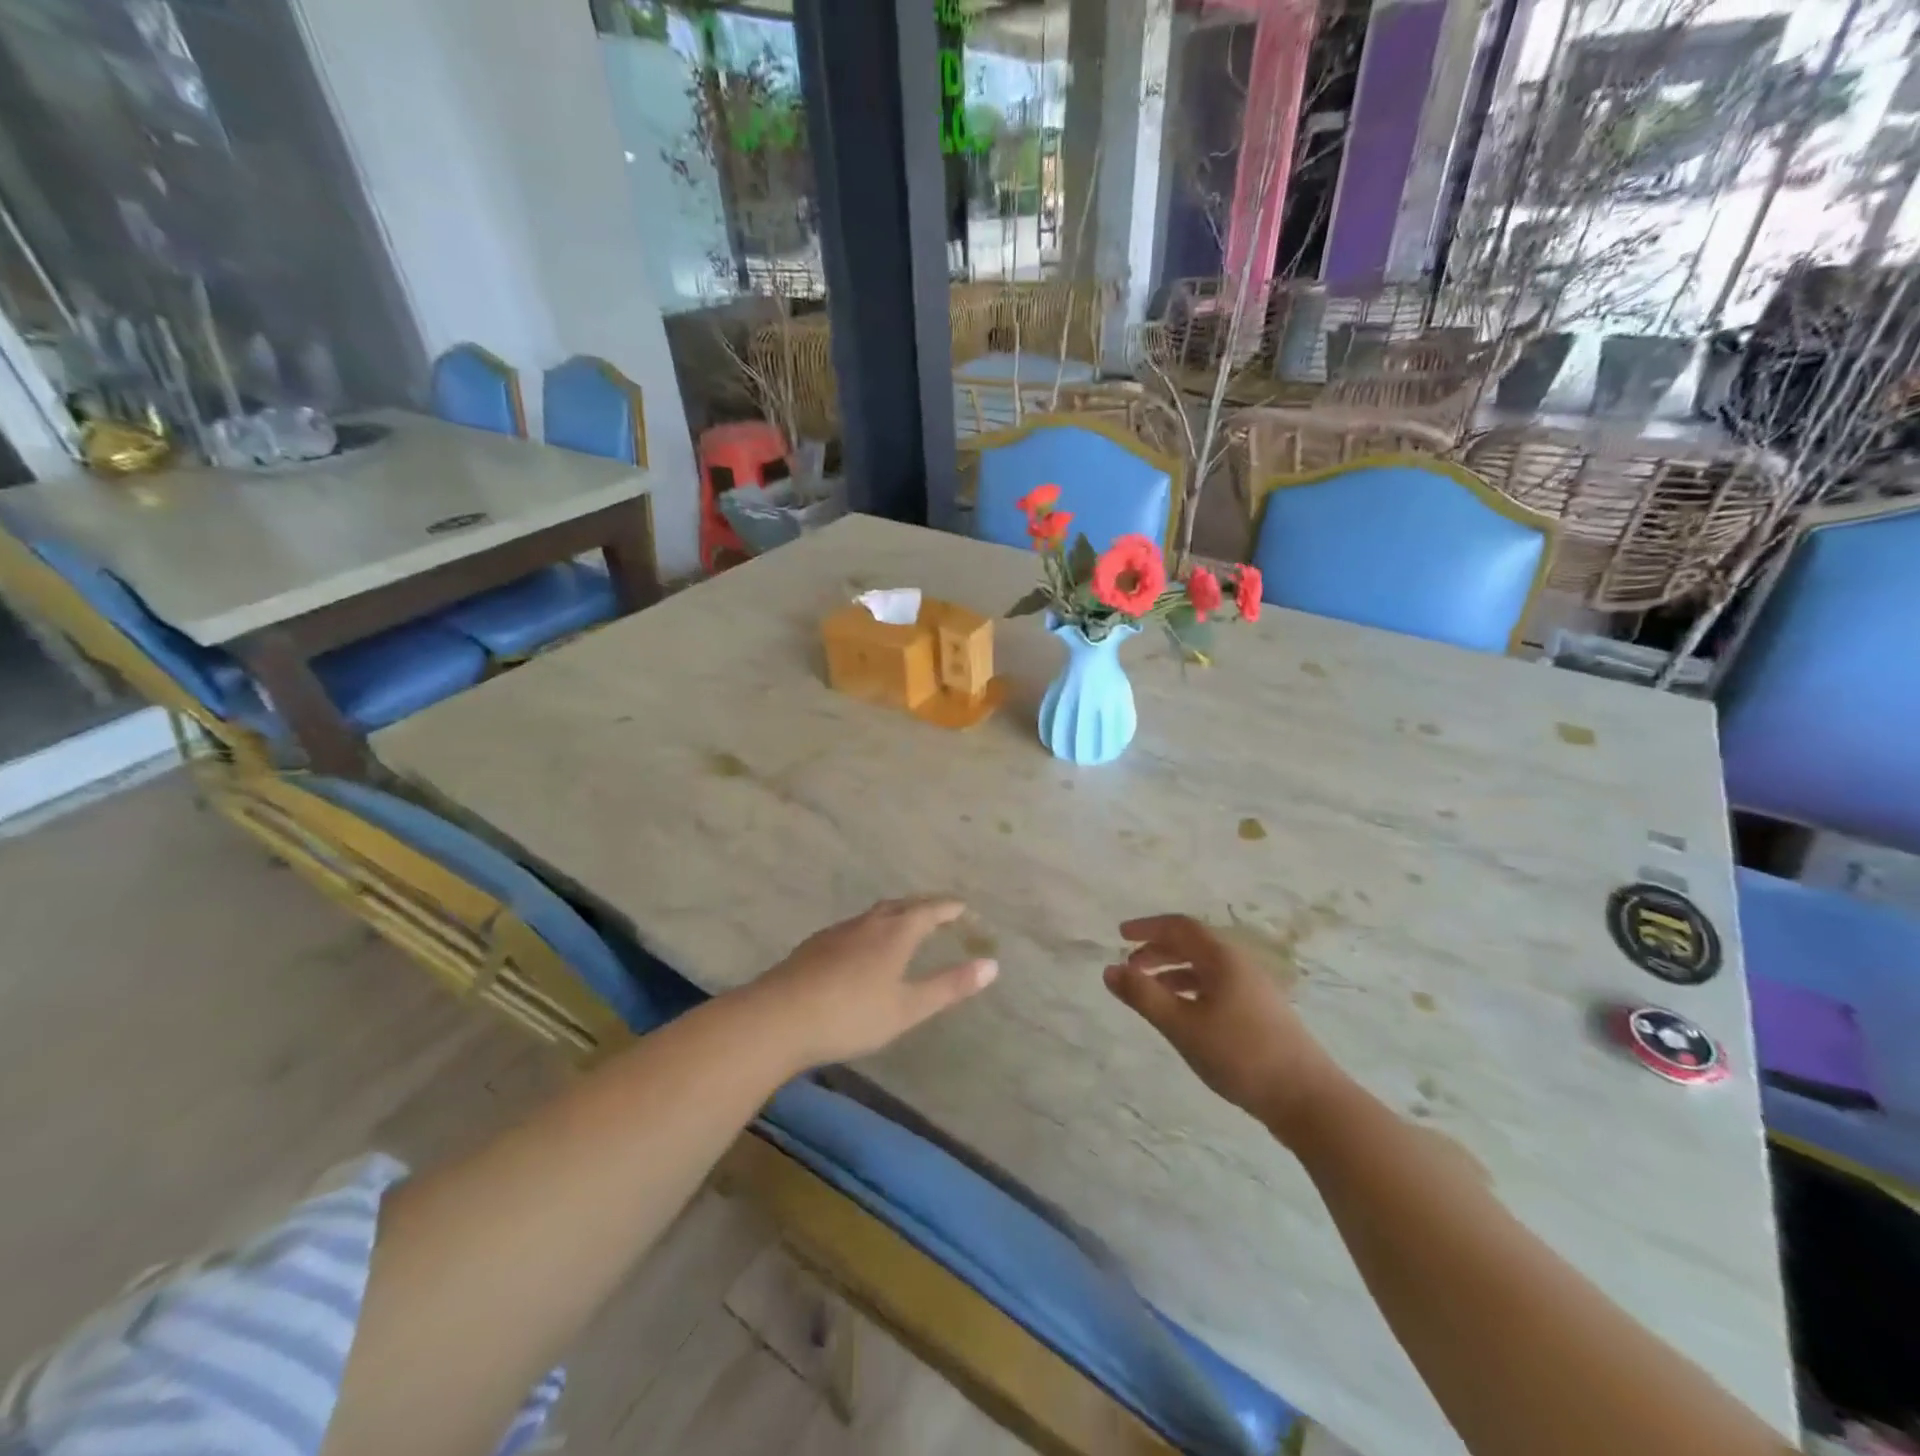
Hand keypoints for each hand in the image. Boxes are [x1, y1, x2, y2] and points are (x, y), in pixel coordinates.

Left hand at [748, 898, 997, 1068]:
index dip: (946, 908)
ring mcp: (837, 933)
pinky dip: (869, 929)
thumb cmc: (852, 1015)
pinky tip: (860, 947)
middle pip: (900, 906)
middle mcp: (867, 924)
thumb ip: (949, 986)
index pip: (928, 911)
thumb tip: (992, 965)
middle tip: (937, 910)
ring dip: (893, 915)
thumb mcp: (908, 1008)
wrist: (779, 1017)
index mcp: (895, 933)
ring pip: (873, 915)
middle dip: (922, 906)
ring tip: (902, 924)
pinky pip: (852, 928)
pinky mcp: (814, 946)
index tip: (961, 906)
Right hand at [1104, 914, 1344, 1140]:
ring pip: (1205, 967)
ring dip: (1173, 971)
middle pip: (1193, 944)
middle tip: (1130, 966)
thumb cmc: (1240, 1055)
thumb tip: (1109, 970)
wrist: (1307, 1098)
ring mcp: (1254, 989)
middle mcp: (1239, 965)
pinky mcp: (1261, 1013)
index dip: (1147, 927)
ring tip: (1149, 990)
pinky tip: (1183, 1013)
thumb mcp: (1182, 1025)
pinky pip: (1217, 986)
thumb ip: (1143, 996)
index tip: (1119, 936)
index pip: (1179, 927)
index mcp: (1222, 958)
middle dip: (1157, 950)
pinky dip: (1191, 989)